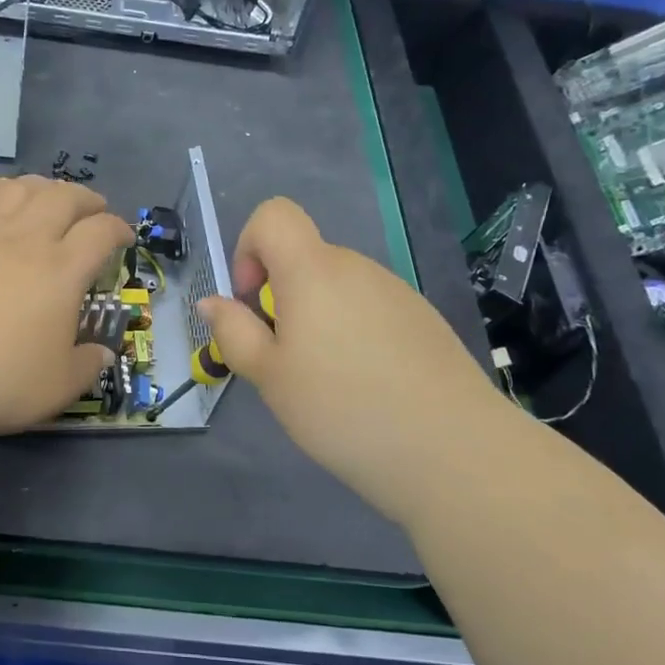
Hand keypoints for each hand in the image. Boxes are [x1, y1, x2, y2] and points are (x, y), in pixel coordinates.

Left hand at [0, 174, 133, 438]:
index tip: (124, 240)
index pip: (101, 232)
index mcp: (62, 271)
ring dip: (42, 186)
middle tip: (94, 212)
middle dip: (87, 199)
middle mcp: (26, 241)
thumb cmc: (0, 381)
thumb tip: (103, 351)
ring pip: (19, 188)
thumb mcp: (61, 385)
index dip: (119, 230)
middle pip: (64, 197)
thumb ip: (89, 364)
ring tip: (49, 198)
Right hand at [197, 197, 505, 519]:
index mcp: (313, 271)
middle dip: (282, 299)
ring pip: (338, 289)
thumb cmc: (340, 408)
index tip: (253, 301)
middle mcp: (357, 268)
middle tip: (285, 362)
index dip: (249, 247)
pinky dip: (354, 335)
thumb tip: (212, 302)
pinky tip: (368, 388)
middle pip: (304, 260)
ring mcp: (396, 292)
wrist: (451, 449)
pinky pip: (371, 311)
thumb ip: (234, 332)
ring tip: (328, 384)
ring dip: (318, 321)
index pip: (273, 215)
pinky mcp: (424, 320)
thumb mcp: (268, 376)